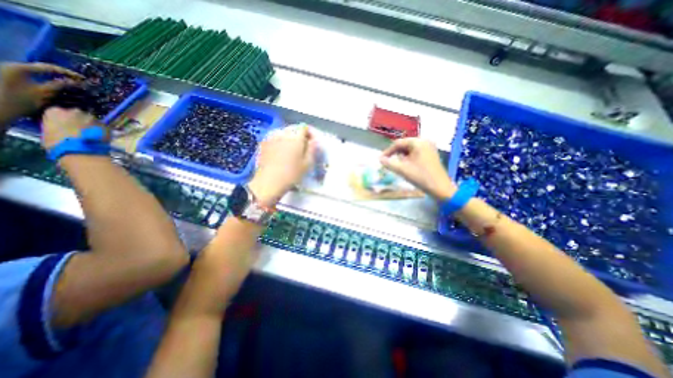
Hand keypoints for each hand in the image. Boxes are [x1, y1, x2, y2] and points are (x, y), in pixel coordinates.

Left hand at [0, 62, 82, 122]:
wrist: (1, 108)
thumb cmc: (22, 100)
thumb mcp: (44, 93)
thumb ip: (59, 85)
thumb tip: (73, 82)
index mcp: (21, 68)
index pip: (49, 68)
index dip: (68, 73)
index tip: (82, 79)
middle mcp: (14, 66)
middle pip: (43, 69)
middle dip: (61, 74)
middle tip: (77, 80)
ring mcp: (11, 71)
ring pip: (39, 73)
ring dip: (54, 77)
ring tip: (69, 83)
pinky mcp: (11, 77)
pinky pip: (33, 76)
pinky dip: (46, 80)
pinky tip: (56, 85)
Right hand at [41, 106, 101, 147]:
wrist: (80, 150)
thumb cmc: (56, 143)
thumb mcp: (47, 133)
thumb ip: (55, 126)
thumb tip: (62, 129)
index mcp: (55, 111)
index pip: (58, 112)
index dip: (63, 120)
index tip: (65, 126)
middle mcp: (75, 111)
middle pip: (78, 115)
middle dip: (79, 121)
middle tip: (80, 131)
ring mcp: (93, 118)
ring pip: (92, 121)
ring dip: (92, 126)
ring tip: (91, 135)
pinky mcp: (106, 126)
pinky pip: (104, 128)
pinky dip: (102, 131)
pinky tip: (100, 138)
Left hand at [250, 124, 318, 206]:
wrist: (269, 182)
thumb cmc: (291, 174)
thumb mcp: (307, 163)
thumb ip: (312, 149)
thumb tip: (315, 140)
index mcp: (296, 137)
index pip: (305, 127)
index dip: (310, 134)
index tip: (312, 143)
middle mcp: (283, 133)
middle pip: (294, 129)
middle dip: (300, 135)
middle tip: (303, 147)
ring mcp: (271, 137)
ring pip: (284, 132)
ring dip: (290, 138)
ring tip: (292, 150)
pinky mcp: (263, 143)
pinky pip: (275, 137)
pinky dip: (280, 141)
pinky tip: (281, 152)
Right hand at [378, 137, 457, 198]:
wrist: (440, 188)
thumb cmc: (420, 177)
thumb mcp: (402, 169)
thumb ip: (389, 163)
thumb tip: (379, 159)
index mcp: (418, 142)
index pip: (398, 143)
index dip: (388, 151)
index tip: (381, 159)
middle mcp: (424, 141)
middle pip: (404, 145)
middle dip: (395, 154)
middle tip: (388, 162)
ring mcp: (429, 147)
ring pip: (409, 150)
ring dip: (401, 157)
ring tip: (396, 165)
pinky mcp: (431, 154)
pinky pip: (416, 153)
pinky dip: (409, 158)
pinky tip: (406, 166)